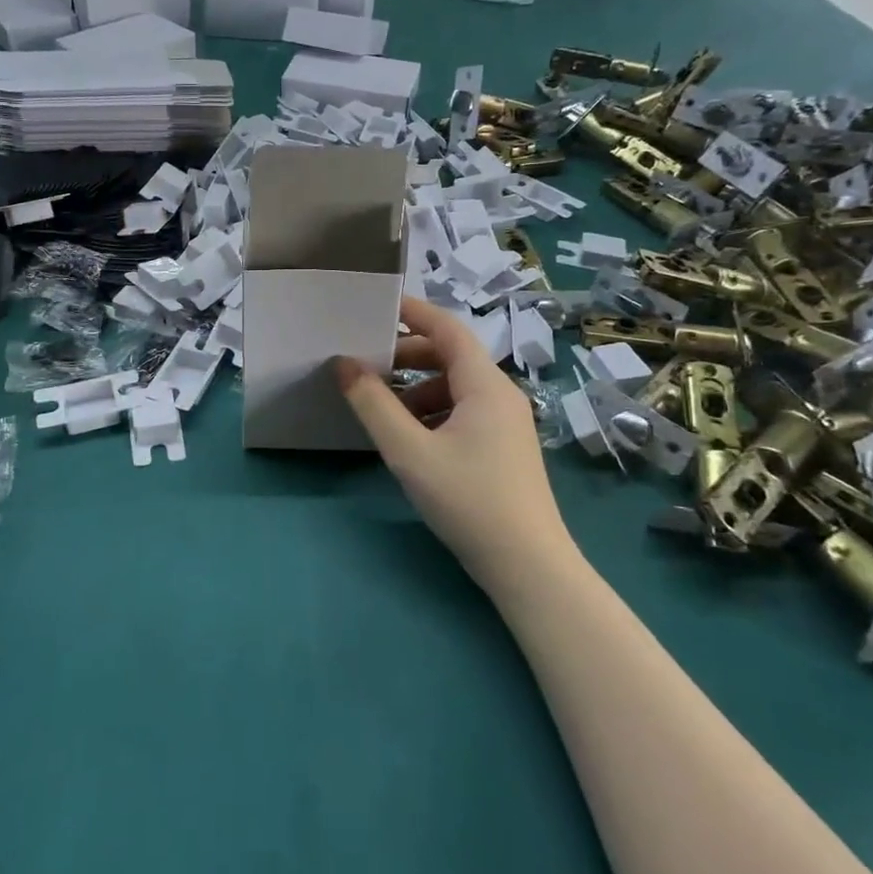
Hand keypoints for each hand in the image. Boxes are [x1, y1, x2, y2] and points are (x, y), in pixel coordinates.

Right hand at [335, 298, 572, 592]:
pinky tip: (411, 439)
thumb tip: (343, 364)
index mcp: (484, 385)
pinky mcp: (504, 447)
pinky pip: (464, 412)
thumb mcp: (409, 451)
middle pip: (451, 357)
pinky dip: (433, 412)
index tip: (375, 307)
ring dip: (417, 388)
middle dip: (407, 356)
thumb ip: (373, 405)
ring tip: (383, 409)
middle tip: (367, 366)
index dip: (413, 312)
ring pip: (456, 387)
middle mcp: (501, 394)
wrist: (528, 566)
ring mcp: (507, 423)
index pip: (448, 328)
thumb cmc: (469, 500)